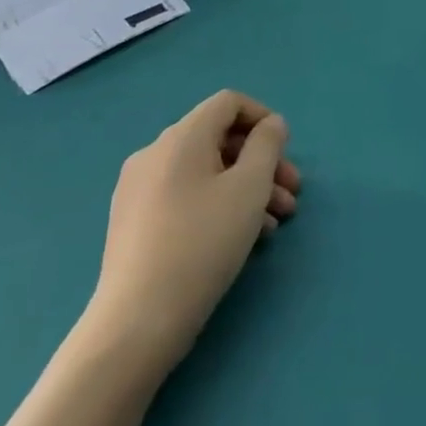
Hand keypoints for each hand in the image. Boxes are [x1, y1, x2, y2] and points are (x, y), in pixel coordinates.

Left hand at [83, 91, 300, 375]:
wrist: (137, 322)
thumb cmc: (202, 243)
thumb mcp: (250, 187)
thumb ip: (268, 145)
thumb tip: (270, 125)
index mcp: (180, 138)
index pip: (228, 103)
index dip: (263, 118)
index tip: (286, 151)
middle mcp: (154, 154)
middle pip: (219, 139)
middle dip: (261, 161)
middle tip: (291, 193)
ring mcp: (138, 190)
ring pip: (205, 172)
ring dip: (246, 187)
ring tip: (275, 223)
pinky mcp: (134, 223)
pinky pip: (186, 196)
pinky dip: (218, 204)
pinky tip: (242, 238)